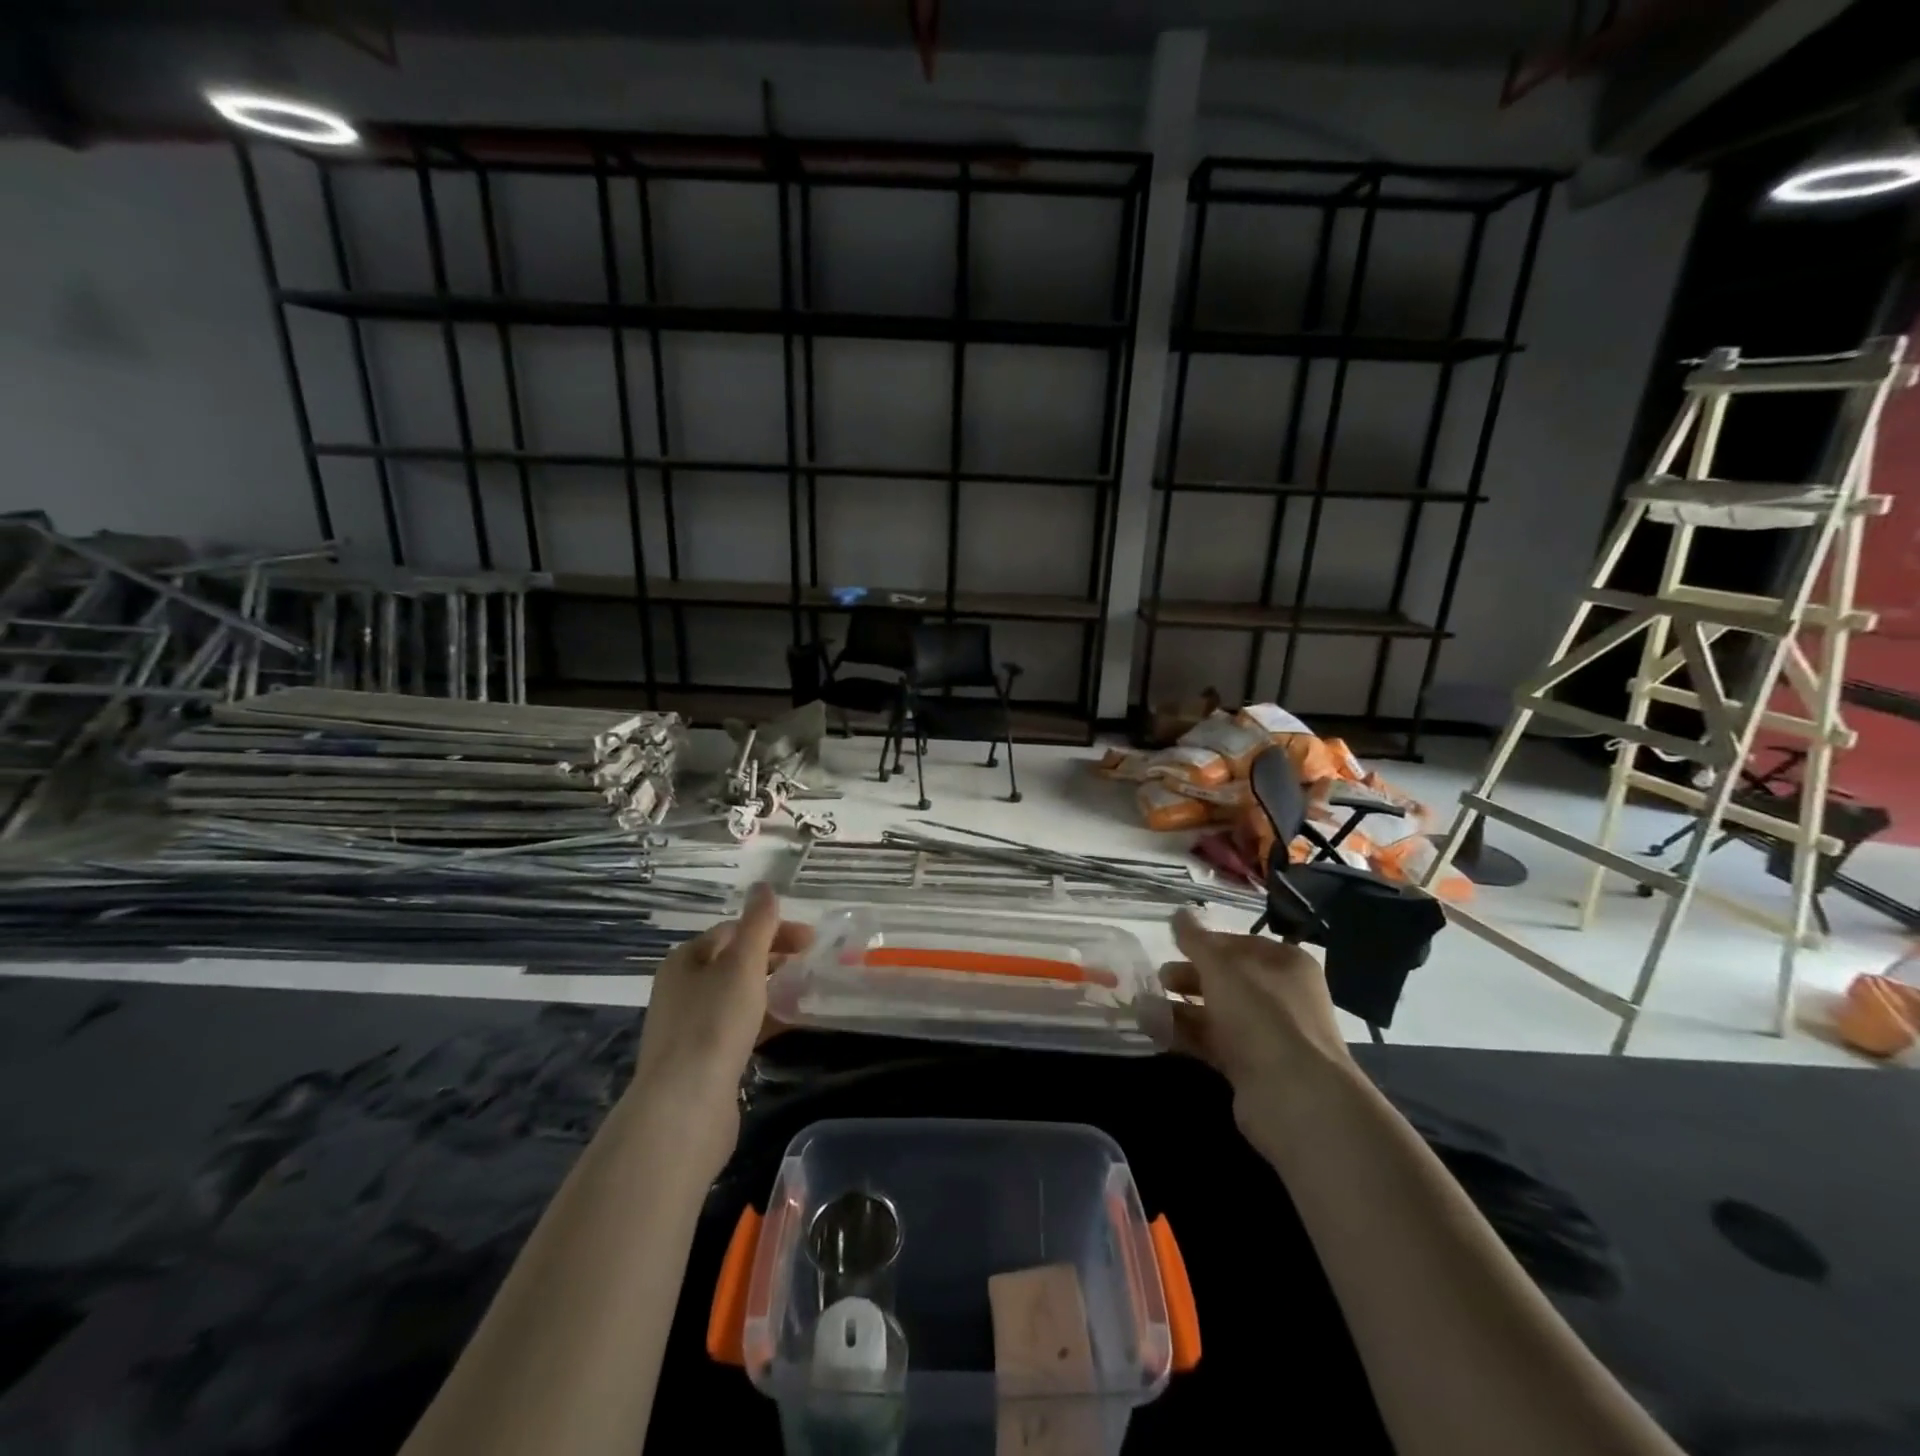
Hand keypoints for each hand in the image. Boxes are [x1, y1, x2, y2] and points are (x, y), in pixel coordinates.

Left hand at [632, 883, 813, 1101]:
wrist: (685, 1107)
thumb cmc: (714, 1024)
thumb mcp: (742, 965)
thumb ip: (758, 924)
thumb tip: (764, 886)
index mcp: (686, 960)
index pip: (734, 930)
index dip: (773, 929)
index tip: (811, 941)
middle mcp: (682, 989)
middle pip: (734, 961)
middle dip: (774, 957)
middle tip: (811, 964)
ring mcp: (690, 1026)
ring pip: (738, 995)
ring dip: (771, 988)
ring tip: (805, 992)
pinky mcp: (703, 1060)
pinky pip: (739, 1027)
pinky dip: (764, 1019)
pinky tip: (788, 1025)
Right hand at [1158, 908, 1353, 1098]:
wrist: (1294, 1097)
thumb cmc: (1261, 1014)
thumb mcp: (1222, 967)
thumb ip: (1196, 941)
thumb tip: (1179, 912)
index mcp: (1285, 964)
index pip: (1239, 944)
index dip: (1205, 943)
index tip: (1173, 945)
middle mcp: (1281, 996)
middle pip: (1227, 979)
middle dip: (1189, 977)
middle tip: (1158, 978)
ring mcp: (1268, 1035)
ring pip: (1217, 1013)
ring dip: (1181, 1008)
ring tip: (1144, 1005)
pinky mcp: (1252, 1068)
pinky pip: (1214, 1043)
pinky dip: (1186, 1035)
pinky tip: (1155, 1030)